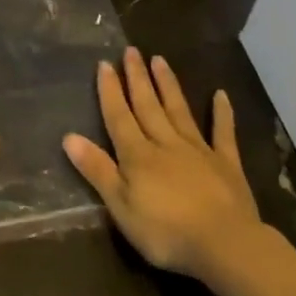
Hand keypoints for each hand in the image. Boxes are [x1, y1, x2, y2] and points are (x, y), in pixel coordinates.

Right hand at [63, 48, 266, 281]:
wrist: (225, 245)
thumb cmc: (166, 232)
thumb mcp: (121, 207)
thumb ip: (98, 170)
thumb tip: (69, 137)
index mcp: (138, 155)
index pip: (119, 117)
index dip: (110, 91)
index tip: (105, 64)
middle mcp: (165, 143)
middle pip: (148, 106)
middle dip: (137, 78)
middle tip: (132, 51)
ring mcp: (198, 150)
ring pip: (178, 111)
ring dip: (168, 85)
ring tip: (159, 60)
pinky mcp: (226, 164)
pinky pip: (223, 133)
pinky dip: (222, 114)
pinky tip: (221, 95)